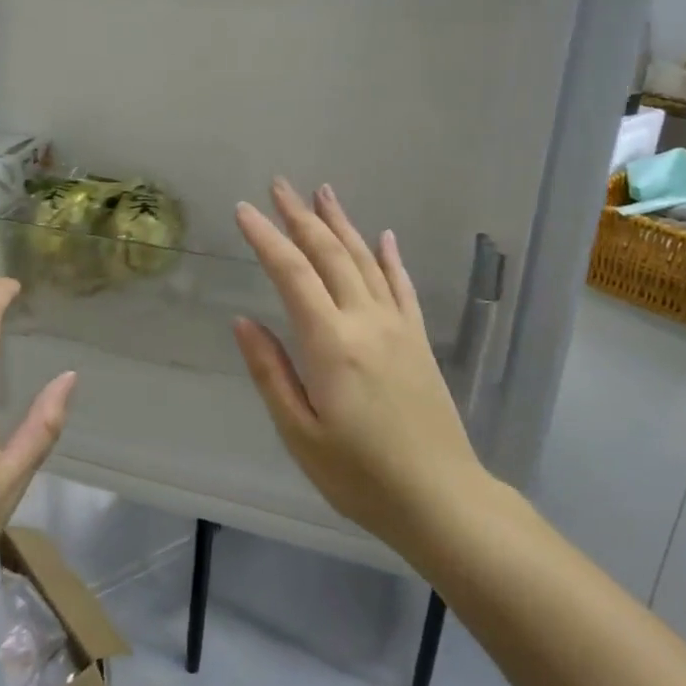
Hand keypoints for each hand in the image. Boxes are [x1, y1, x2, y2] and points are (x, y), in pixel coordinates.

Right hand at [233, 180, 490, 561]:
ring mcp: (398, 328)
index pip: (292, 274)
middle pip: (330, 255)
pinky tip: (384, 237)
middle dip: (301, 217)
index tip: (244, 210)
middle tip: (279, 185)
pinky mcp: (418, 342)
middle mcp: (366, 322)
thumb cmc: (360, 476)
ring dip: (342, 224)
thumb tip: (243, 321)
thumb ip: (271, 372)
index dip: (266, 238)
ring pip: (366, 261)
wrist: (442, 500)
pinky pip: (403, 287)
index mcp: (331, 344)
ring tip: (323, 193)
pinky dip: (390, 258)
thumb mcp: (300, 433)